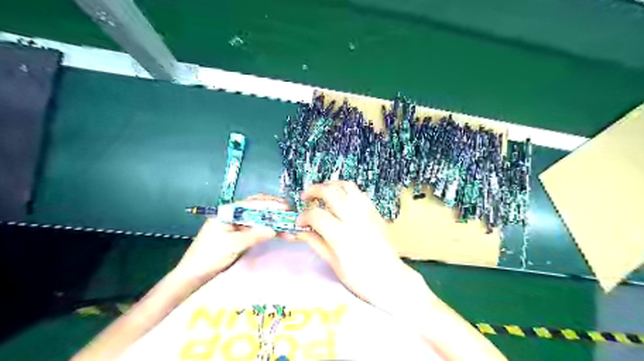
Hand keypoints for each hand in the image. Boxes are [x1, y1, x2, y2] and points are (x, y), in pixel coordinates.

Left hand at [174, 194, 288, 281]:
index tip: (285, 207)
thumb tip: (274, 230)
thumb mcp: (233, 245)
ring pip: (259, 219)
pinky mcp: (240, 235)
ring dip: (273, 221)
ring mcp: (237, 225)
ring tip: (288, 226)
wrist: (194, 274)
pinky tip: (279, 233)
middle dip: (274, 209)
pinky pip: (257, 229)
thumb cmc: (210, 256)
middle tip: (290, 213)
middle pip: (257, 207)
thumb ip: (253, 235)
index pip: (252, 203)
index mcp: (228, 212)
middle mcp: (234, 215)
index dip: (270, 204)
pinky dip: (268, 230)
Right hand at [296, 182, 425, 311]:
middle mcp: (354, 217)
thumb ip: (316, 242)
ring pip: (346, 186)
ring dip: (330, 185)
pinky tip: (340, 200)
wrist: (391, 278)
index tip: (300, 222)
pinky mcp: (375, 211)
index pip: (315, 214)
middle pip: (330, 192)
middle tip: (305, 197)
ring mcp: (367, 211)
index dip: (303, 216)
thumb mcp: (334, 263)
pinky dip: (345, 191)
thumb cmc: (360, 277)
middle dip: (313, 190)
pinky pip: (358, 192)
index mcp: (341, 235)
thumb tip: (302, 230)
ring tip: (322, 193)